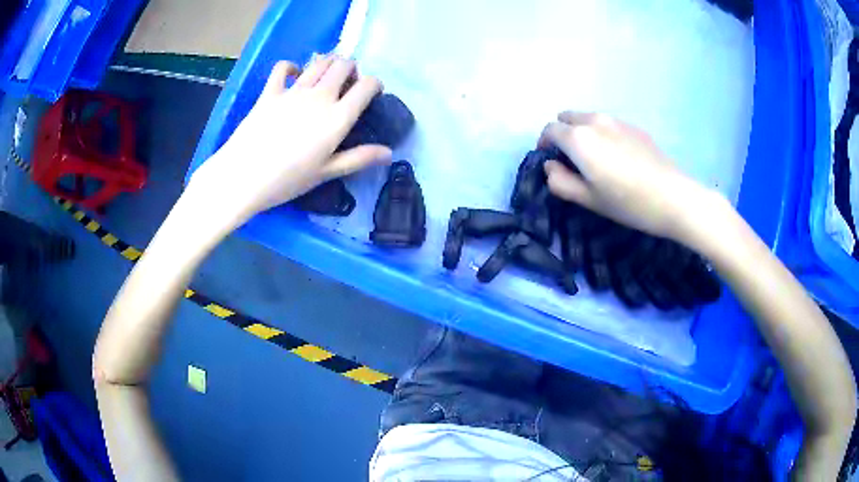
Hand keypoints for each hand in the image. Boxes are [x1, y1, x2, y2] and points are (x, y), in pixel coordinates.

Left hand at [188, 55, 392, 226]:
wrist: (243, 176)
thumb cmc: (287, 180)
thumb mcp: (326, 173)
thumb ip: (358, 158)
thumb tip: (389, 152)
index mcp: (337, 117)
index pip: (366, 86)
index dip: (374, 84)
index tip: (372, 92)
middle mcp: (320, 96)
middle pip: (343, 66)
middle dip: (352, 69)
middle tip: (348, 82)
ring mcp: (293, 91)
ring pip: (319, 62)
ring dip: (329, 62)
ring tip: (328, 74)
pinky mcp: (270, 92)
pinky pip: (283, 68)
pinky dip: (292, 67)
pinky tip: (295, 74)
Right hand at [540, 112, 716, 240]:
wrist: (673, 197)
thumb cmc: (628, 202)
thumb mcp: (589, 200)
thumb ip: (561, 182)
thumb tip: (551, 166)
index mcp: (578, 138)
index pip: (550, 130)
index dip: (544, 143)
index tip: (550, 160)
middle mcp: (594, 121)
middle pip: (567, 118)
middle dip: (562, 133)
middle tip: (571, 158)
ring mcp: (616, 121)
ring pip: (588, 118)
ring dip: (582, 131)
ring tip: (595, 157)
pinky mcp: (634, 127)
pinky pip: (607, 123)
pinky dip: (601, 133)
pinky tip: (617, 157)